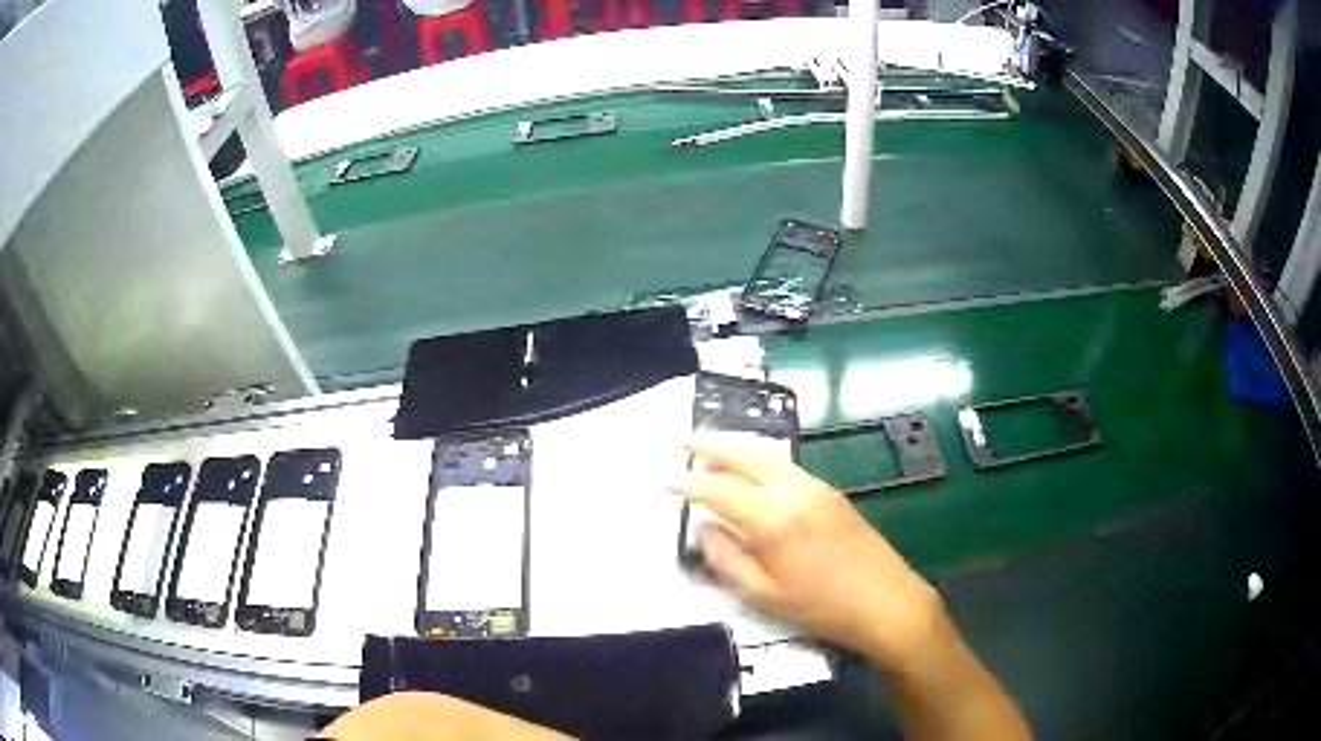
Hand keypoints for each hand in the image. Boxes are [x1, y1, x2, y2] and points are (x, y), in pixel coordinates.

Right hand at [670, 437, 943, 670]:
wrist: (887, 602)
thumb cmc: (821, 607)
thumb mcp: (763, 595)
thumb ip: (726, 558)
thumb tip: (705, 528)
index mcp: (772, 518)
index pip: (719, 490)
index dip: (689, 484)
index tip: (666, 482)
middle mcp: (794, 491)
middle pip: (745, 458)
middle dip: (711, 447)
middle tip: (683, 441)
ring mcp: (817, 488)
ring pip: (768, 458)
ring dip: (737, 452)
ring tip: (712, 455)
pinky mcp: (832, 494)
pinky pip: (787, 468)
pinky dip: (761, 462)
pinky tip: (754, 474)